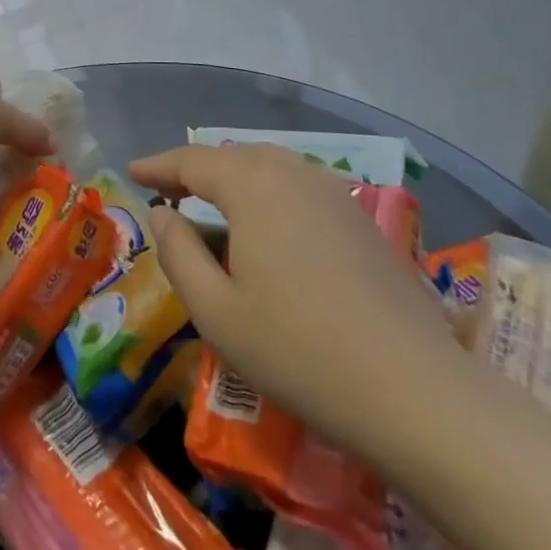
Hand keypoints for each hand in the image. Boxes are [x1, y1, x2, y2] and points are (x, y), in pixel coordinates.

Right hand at [133, 144, 462, 471]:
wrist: (417, 393)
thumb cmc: (300, 352)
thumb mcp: (217, 313)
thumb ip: (179, 255)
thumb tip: (162, 217)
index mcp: (254, 187)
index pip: (194, 161)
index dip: (160, 165)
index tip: (133, 171)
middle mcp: (294, 175)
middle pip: (235, 156)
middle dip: (197, 168)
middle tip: (167, 188)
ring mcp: (335, 195)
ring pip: (272, 167)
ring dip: (235, 177)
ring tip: (212, 201)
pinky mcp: (362, 221)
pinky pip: (301, 186)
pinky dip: (270, 191)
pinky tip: (269, 224)